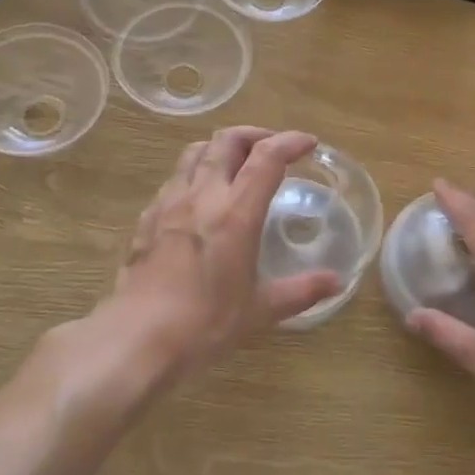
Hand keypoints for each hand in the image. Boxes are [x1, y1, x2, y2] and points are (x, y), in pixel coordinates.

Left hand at [92, 127, 341, 386]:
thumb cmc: (204, 324)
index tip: (308, 143)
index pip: (267, 157)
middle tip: (272, 149)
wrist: (137, 339)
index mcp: (235, 212)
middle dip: (254, 135)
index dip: (290, 142)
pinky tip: (199, 200)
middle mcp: (202, 196)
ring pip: (194, 152)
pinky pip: (173, 180)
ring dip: (220, 148)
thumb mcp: (260, 310)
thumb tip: (337, 282)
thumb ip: (301, 290)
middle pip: (227, 140)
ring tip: (235, 164)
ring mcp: (169, 203)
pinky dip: (193, 174)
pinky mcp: (146, 218)